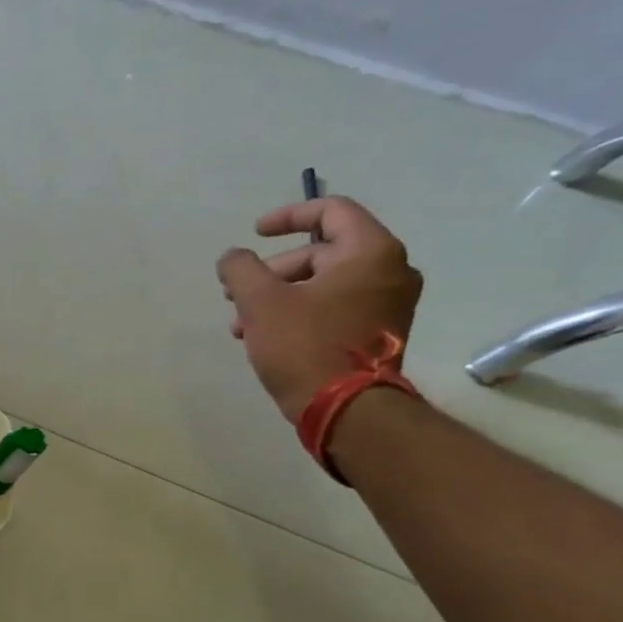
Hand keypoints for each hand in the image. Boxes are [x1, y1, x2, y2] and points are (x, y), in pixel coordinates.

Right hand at [216, 197, 423, 423]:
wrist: (347, 409)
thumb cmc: (305, 346)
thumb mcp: (260, 302)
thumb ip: (241, 270)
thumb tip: (232, 257)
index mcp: (370, 252)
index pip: (331, 211)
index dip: (287, 216)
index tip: (254, 233)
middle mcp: (389, 271)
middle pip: (321, 252)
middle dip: (272, 271)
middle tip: (235, 293)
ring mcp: (388, 304)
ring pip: (323, 284)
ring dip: (278, 296)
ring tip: (241, 324)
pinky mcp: (377, 332)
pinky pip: (334, 308)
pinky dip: (298, 313)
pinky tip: (264, 337)